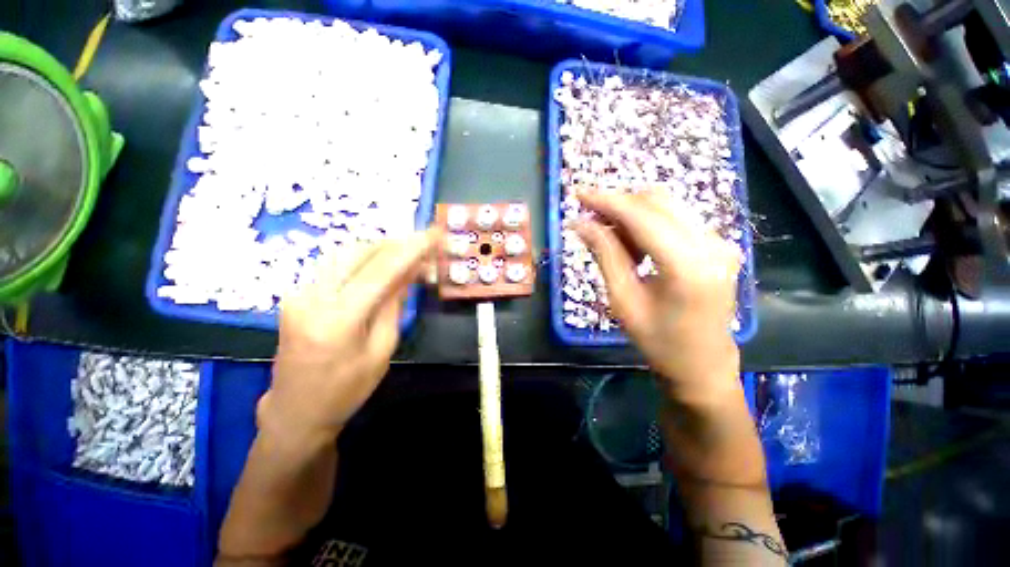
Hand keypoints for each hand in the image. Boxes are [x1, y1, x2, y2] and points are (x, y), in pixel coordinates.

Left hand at [257, 231, 439, 445]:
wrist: (295, 411)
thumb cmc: (346, 390)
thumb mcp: (382, 350)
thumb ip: (394, 305)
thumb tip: (410, 272)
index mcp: (338, 320)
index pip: (381, 270)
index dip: (411, 248)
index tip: (434, 233)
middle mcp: (312, 297)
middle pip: (361, 252)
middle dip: (397, 244)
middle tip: (424, 245)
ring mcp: (299, 292)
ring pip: (347, 253)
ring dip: (381, 249)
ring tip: (407, 254)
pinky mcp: (297, 293)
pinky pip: (336, 265)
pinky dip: (364, 260)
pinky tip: (381, 266)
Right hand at [575, 191, 741, 404]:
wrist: (703, 364)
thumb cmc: (658, 341)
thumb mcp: (623, 300)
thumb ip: (605, 255)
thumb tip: (580, 223)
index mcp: (688, 265)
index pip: (641, 215)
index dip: (606, 200)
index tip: (578, 193)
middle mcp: (712, 244)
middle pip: (657, 201)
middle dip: (618, 204)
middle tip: (589, 218)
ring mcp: (720, 242)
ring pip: (667, 206)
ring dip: (632, 213)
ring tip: (608, 236)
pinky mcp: (719, 245)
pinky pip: (677, 219)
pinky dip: (648, 223)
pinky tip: (633, 244)